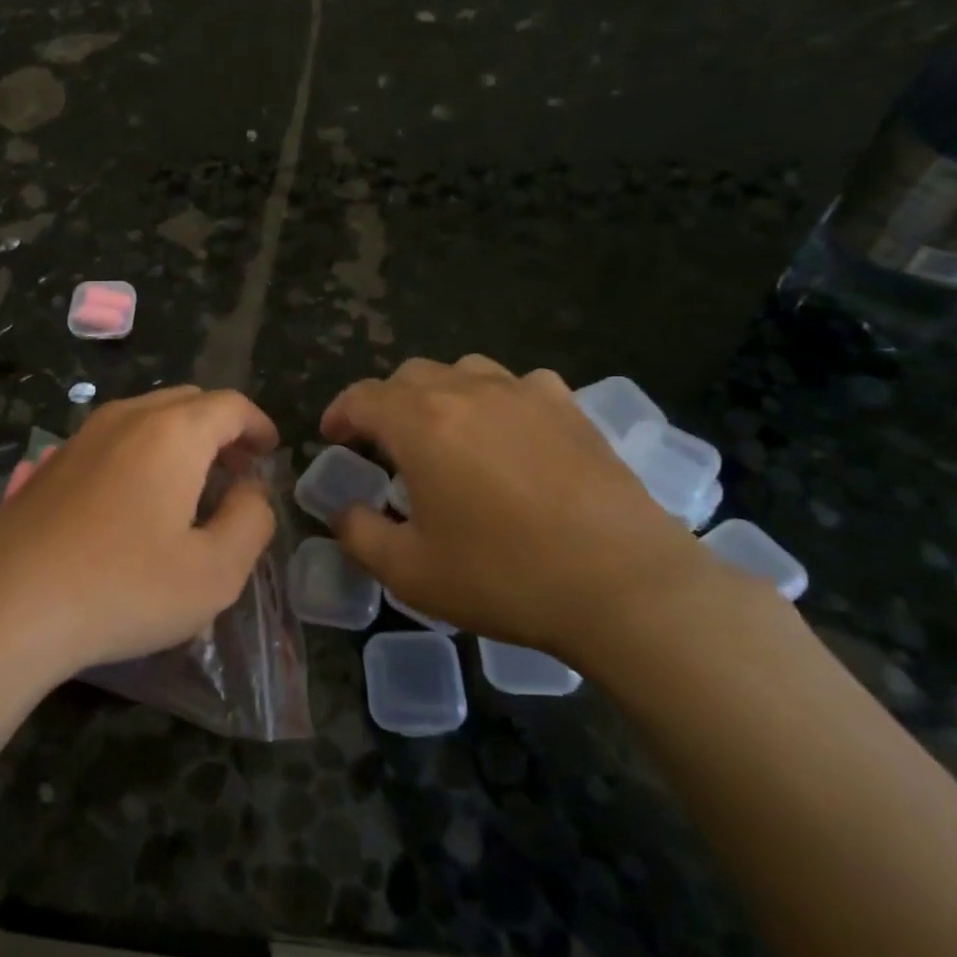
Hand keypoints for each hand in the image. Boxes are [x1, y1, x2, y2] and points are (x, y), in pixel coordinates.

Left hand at [0, 386, 279, 679]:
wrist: (5, 606)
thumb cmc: (123, 587)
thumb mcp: (216, 571)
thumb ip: (251, 521)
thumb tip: (252, 491)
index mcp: (173, 432)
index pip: (231, 406)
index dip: (259, 426)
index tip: (270, 453)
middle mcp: (127, 418)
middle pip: (189, 403)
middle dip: (222, 431)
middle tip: (237, 472)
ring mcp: (82, 436)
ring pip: (147, 418)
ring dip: (181, 441)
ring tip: (191, 488)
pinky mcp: (52, 463)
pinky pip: (114, 440)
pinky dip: (143, 454)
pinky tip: (137, 503)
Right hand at [321, 356, 718, 663]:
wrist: (624, 586)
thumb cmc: (504, 576)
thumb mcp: (410, 571)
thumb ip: (360, 535)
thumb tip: (344, 512)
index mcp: (420, 423)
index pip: (363, 397)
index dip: (340, 413)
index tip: (332, 437)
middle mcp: (468, 392)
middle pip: (410, 376)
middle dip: (386, 404)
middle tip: (384, 444)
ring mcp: (525, 394)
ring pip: (465, 370)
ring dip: (440, 394)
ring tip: (444, 433)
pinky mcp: (571, 410)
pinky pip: (519, 385)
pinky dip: (497, 400)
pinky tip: (509, 434)